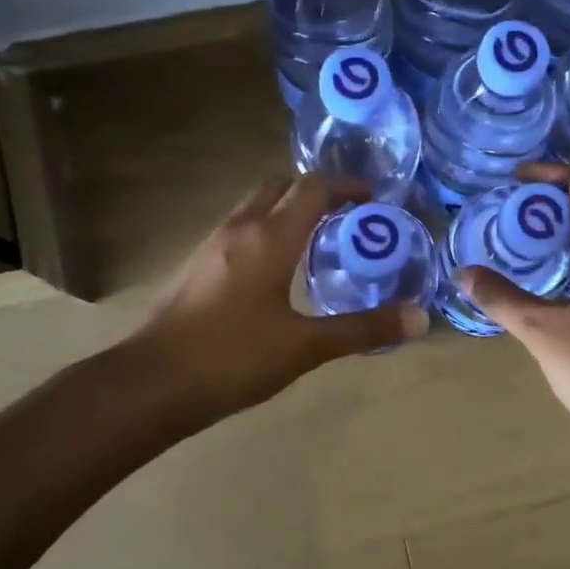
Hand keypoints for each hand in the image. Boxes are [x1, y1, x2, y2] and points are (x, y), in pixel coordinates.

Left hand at [127, 172, 427, 424]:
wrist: (150, 383)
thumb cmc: (232, 359)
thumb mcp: (304, 347)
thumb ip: (362, 330)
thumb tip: (419, 318)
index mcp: (270, 237)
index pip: (313, 188)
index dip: (346, 186)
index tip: (373, 199)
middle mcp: (239, 228)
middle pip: (279, 185)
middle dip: (314, 191)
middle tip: (346, 216)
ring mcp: (211, 245)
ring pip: (255, 206)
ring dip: (286, 209)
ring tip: (317, 241)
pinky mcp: (195, 266)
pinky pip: (238, 230)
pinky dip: (265, 231)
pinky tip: (276, 272)